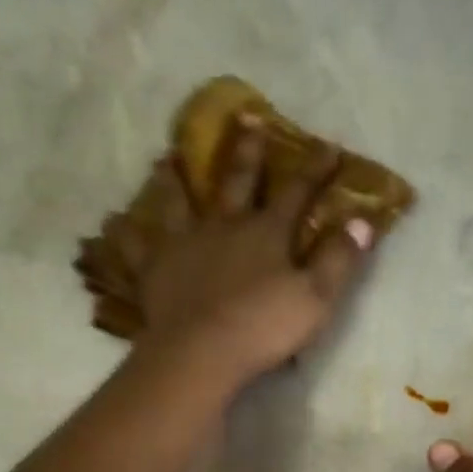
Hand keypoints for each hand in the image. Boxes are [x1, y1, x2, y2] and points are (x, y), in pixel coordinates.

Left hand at [133, 120, 375, 393]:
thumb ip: (339, 259)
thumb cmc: (264, 327)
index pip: (297, 192)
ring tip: (166, 159)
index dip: (315, 169)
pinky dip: (123, 236)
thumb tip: (362, 221)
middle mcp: (224, 227)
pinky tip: (110, 224)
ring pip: (179, 204)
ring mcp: (185, 245)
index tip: (328, 146)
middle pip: (237, 182)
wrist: (203, 352)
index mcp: (267, 233)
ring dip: (175, 181)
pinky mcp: (154, 271)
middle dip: (247, 152)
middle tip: (246, 118)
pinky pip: (135, 249)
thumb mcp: (316, 297)